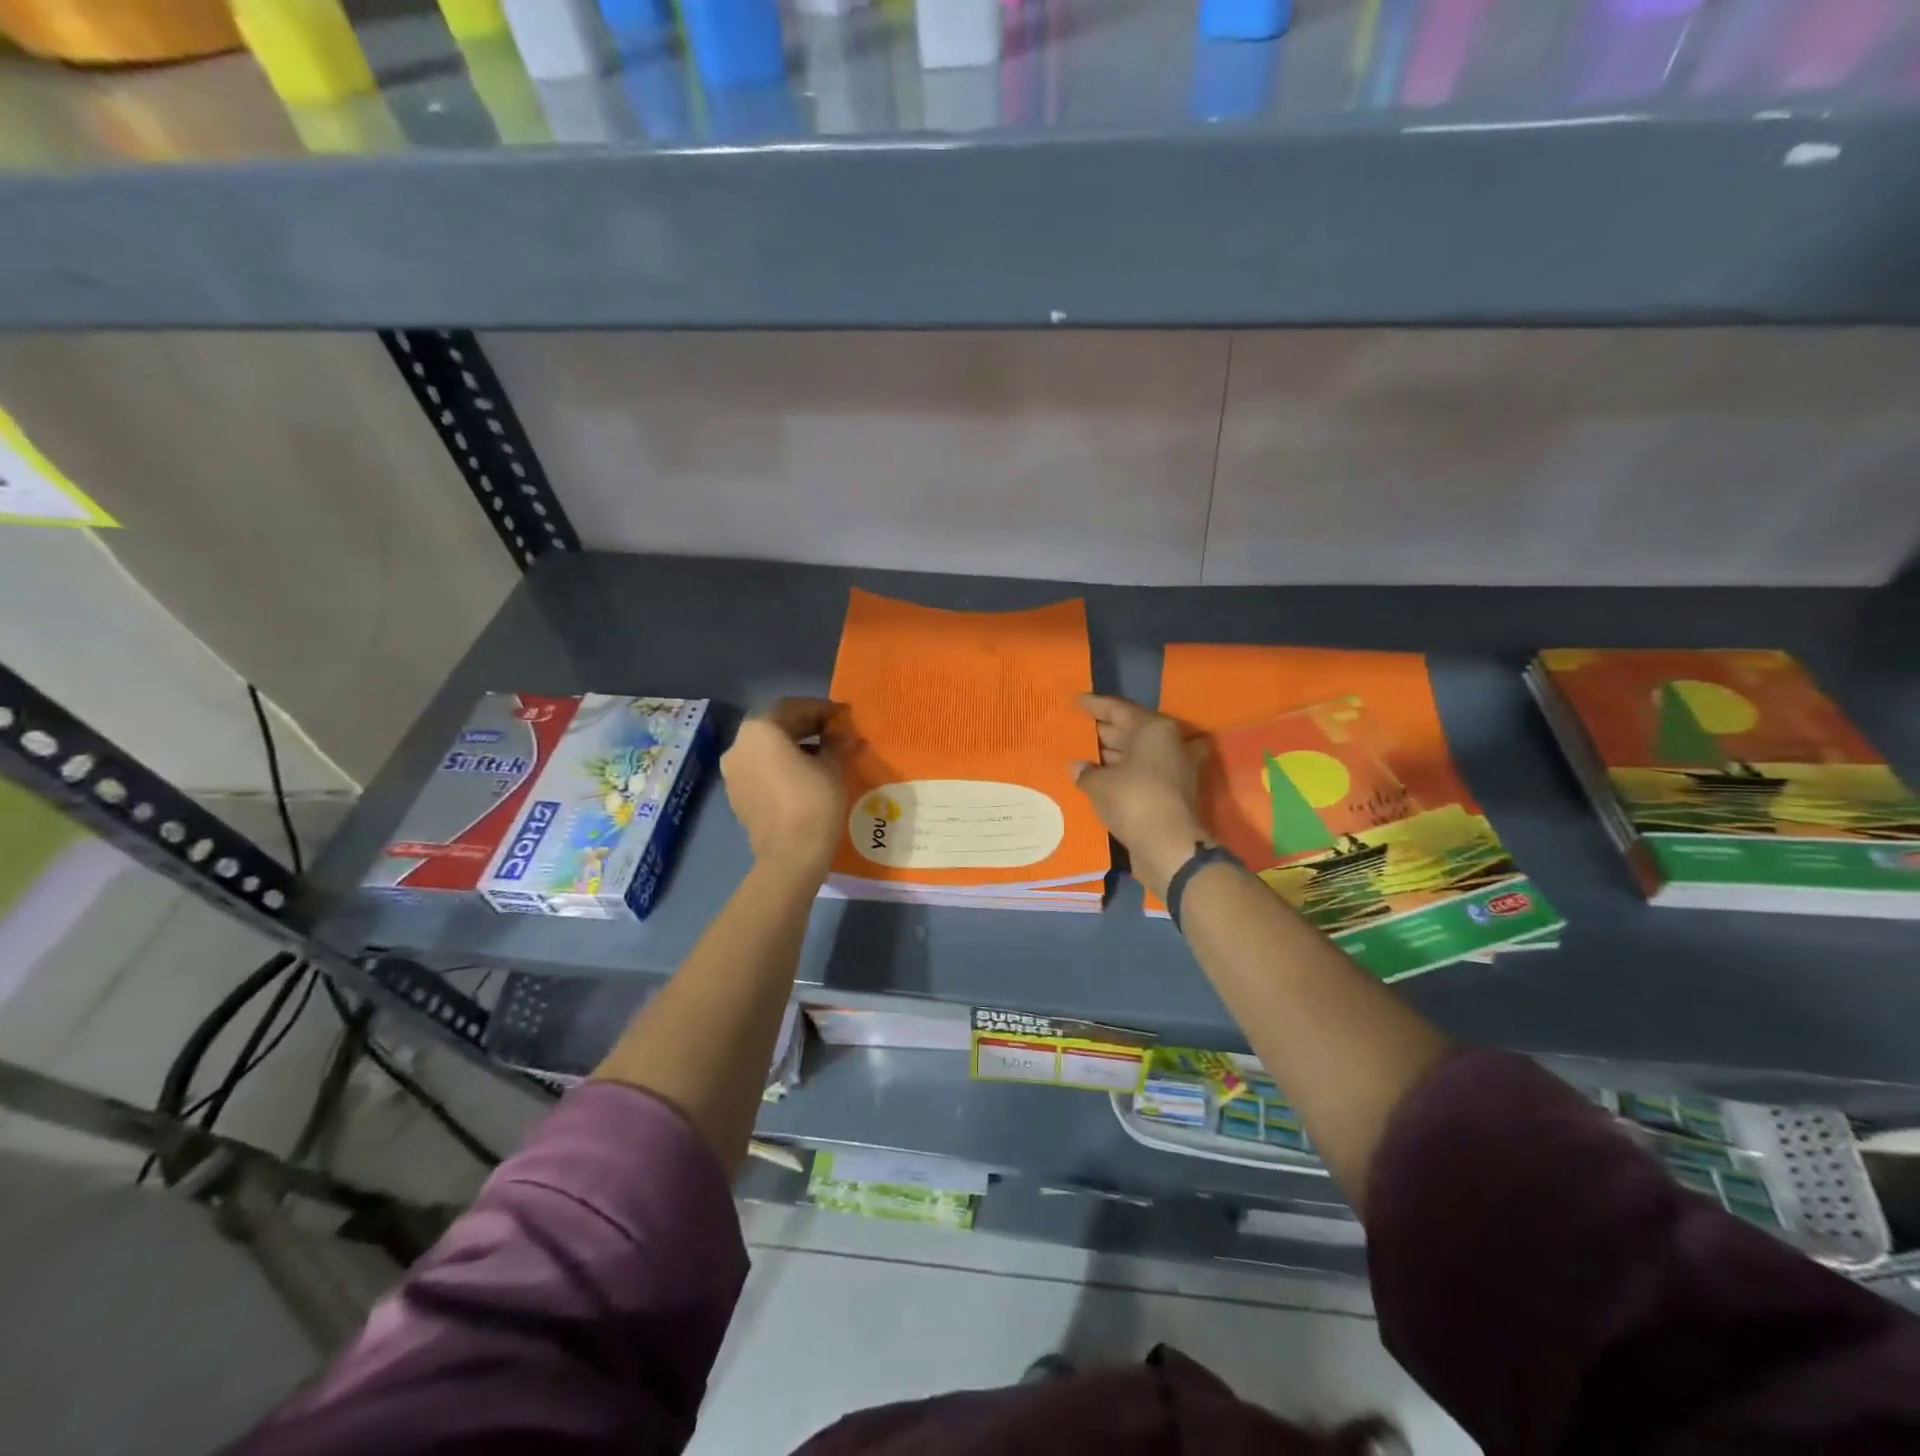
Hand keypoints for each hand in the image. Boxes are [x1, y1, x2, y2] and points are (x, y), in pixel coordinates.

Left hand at [722, 698, 853, 881]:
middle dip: (807, 726)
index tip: (844, 715)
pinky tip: (806, 775)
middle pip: (775, 726)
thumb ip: (836, 741)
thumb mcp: (832, 765)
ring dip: (794, 746)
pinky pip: (761, 770)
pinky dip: (781, 765)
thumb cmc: (813, 801)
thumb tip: (842, 731)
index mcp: (759, 730)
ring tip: (825, 753)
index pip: (792, 707)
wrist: (790, 855)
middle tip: (835, 732)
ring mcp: (733, 773)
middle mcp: (738, 745)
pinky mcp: (737, 796)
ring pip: (766, 749)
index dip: (821, 709)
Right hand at [1074, 694, 1211, 898]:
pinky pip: (1143, 774)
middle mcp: (1169, 743)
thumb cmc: (1133, 801)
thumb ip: (1085, 772)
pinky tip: (1101, 780)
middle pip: (1132, 730)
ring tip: (1084, 756)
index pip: (1119, 709)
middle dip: (1104, 731)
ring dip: (1114, 756)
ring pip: (1139, 754)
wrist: (1169, 847)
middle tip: (1078, 729)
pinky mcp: (1174, 792)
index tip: (1077, 701)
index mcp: (1154, 729)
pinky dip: (1124, 775)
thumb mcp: (1099, 784)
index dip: (1095, 705)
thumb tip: (1077, 766)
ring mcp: (1176, 768)